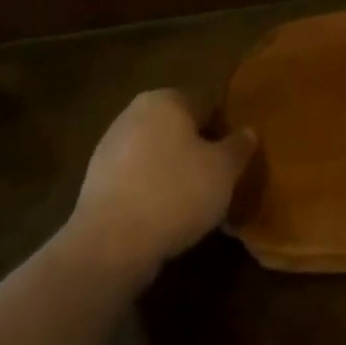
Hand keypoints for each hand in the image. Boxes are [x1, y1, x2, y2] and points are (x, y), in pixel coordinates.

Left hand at [67, 91, 256, 280]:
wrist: (110, 245)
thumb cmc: (175, 193)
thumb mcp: (224, 170)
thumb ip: (239, 146)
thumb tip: (248, 132)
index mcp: (165, 99)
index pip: (207, 103)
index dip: (227, 127)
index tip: (239, 154)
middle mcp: (134, 114)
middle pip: (180, 128)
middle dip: (200, 148)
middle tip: (222, 177)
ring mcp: (110, 148)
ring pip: (158, 154)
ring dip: (176, 171)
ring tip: (197, 201)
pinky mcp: (97, 183)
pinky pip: (138, 179)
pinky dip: (154, 191)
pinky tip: (168, 216)